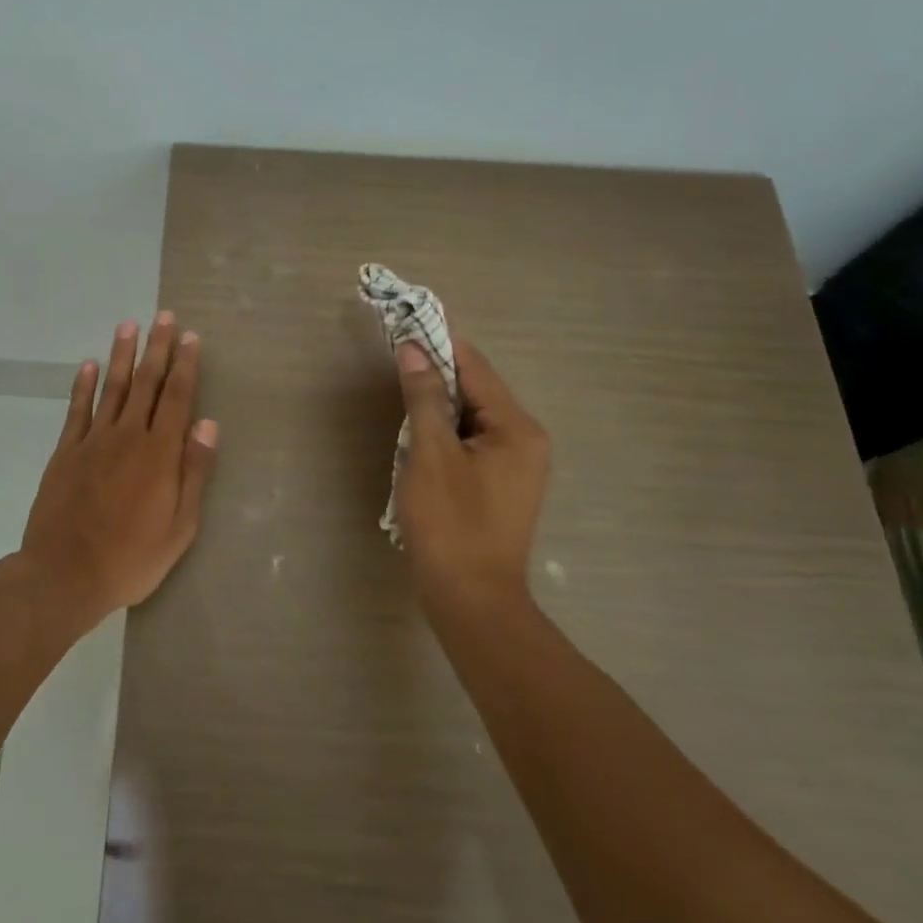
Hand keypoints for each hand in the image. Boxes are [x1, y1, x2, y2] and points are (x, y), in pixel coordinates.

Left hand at [19, 313, 218, 622]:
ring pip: (112, 388)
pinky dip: (83, 385)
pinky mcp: (65, 452)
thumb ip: (194, 472)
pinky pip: (77, 410)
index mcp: (159, 454)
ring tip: (129, 326)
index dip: (184, 366)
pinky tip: (89, 365)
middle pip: (146, 383)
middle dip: (157, 348)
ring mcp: (93, 441)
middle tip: (164, 317)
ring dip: (122, 355)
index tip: (190, 337)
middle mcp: (127, 437)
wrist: (64, 575)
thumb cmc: (131, 558)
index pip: (176, 398)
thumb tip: (208, 424)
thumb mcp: (180, 527)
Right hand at [393, 337, 551, 607]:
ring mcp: (515, 467)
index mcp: (516, 428)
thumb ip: (424, 398)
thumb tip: (414, 350)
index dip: (440, 344)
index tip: (408, 322)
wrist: (471, 600)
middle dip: (436, 376)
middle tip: (397, 358)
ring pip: (471, 419)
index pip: (476, 369)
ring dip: (437, 407)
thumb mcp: (431, 454)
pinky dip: (444, 434)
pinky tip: (417, 438)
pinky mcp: (500, 488)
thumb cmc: (451, 523)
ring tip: (402, 394)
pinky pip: (470, 444)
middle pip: (476, 392)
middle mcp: (525, 441)